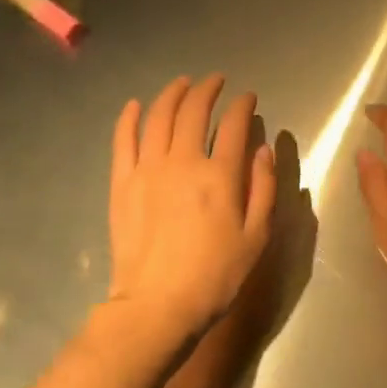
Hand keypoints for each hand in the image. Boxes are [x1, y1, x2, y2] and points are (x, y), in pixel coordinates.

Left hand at [109, 75, 276, 338]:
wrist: (157, 306)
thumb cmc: (215, 275)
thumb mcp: (256, 237)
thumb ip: (264, 188)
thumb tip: (263, 149)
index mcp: (220, 175)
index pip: (234, 125)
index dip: (243, 105)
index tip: (248, 97)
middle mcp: (183, 162)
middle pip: (194, 111)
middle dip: (208, 90)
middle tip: (216, 81)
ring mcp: (148, 170)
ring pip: (159, 117)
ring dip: (172, 94)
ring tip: (183, 83)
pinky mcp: (122, 183)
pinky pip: (123, 141)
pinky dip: (130, 118)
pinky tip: (136, 105)